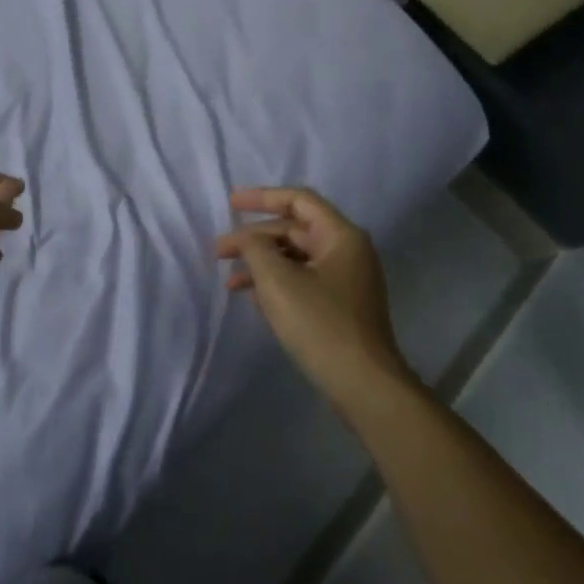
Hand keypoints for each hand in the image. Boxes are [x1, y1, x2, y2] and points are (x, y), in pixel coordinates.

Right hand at [216, 187, 409, 409]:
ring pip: (295, 259)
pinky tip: (251, 296)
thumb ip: (255, 248)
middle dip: (254, 237)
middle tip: (219, 250)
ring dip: (261, 263)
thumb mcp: (278, 280)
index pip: (298, 200)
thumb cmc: (320, 324)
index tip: (230, 204)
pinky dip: (276, 283)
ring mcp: (346, 282)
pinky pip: (302, 282)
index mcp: (341, 236)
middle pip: (294, 230)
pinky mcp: (340, 308)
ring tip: (229, 280)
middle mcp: (348, 252)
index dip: (261, 198)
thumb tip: (247, 238)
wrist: (363, 385)